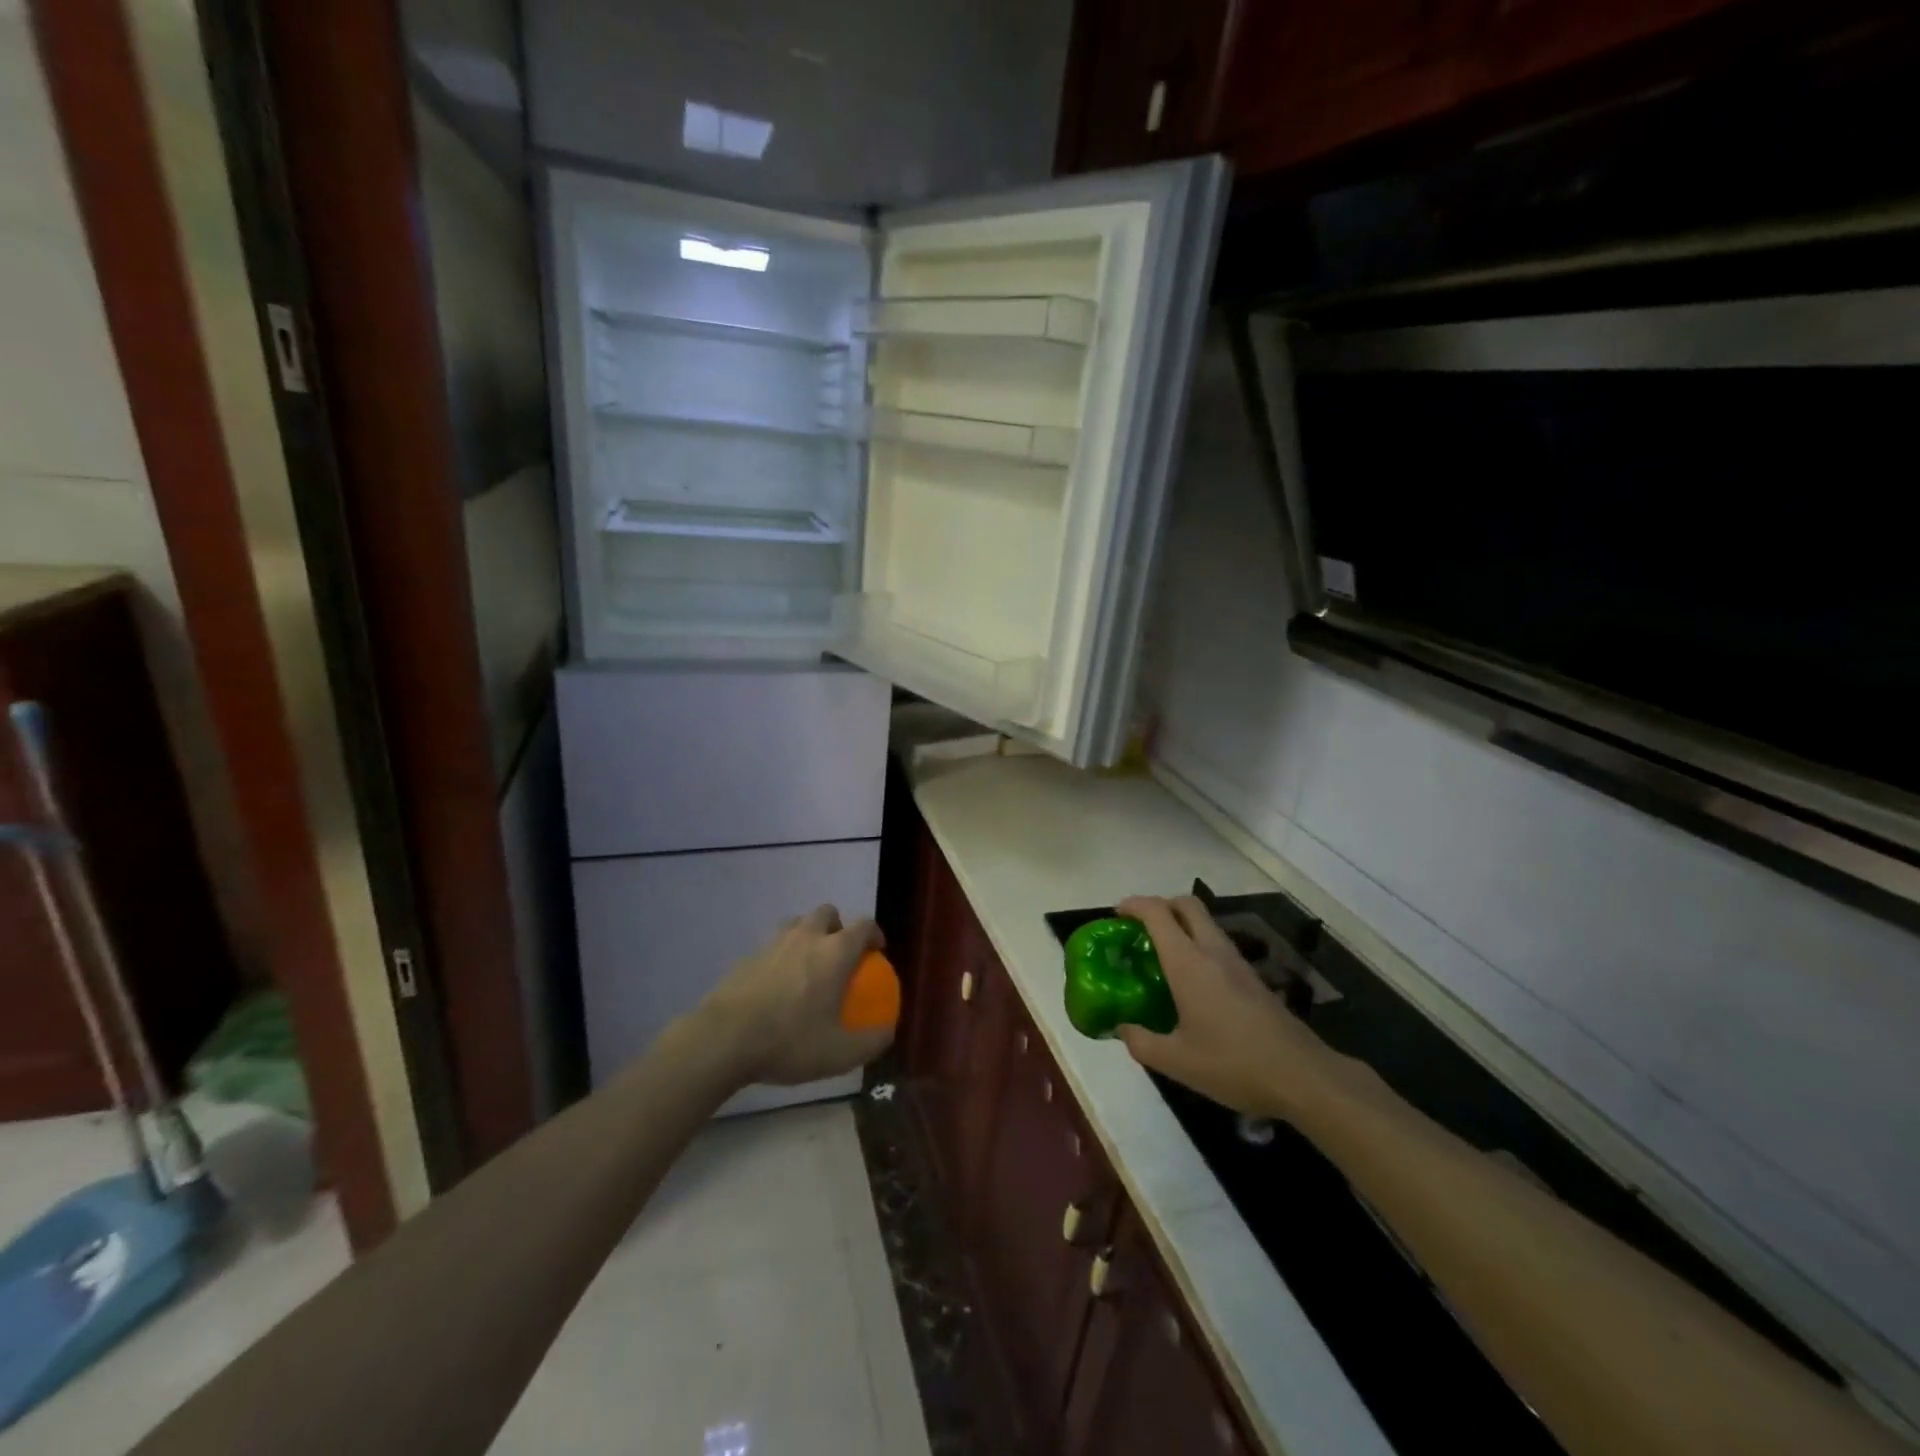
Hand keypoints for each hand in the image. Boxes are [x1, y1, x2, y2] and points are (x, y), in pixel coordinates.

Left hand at [694, 905, 894, 1086]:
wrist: (724, 1039)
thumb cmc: (789, 1041)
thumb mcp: (840, 1054)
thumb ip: (872, 1041)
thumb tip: (889, 1031)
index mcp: (835, 951)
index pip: (863, 925)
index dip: (874, 934)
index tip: (876, 952)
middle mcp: (806, 937)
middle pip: (827, 912)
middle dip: (838, 926)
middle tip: (839, 954)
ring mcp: (773, 943)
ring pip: (797, 923)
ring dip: (808, 935)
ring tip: (808, 965)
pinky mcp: (747, 956)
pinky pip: (772, 946)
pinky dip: (781, 956)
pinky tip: (777, 987)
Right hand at [1115, 895, 1340, 1118]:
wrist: (1303, 1077)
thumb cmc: (1234, 1064)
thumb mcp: (1177, 1062)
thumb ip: (1141, 1042)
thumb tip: (1122, 1028)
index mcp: (1188, 963)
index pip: (1157, 913)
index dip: (1134, 905)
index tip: (1116, 915)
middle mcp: (1213, 952)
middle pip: (1186, 904)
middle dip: (1160, 905)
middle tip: (1139, 928)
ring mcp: (1237, 963)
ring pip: (1205, 923)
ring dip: (1181, 925)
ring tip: (1160, 954)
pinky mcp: (1253, 978)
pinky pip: (1217, 944)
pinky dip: (1197, 945)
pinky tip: (1191, 981)